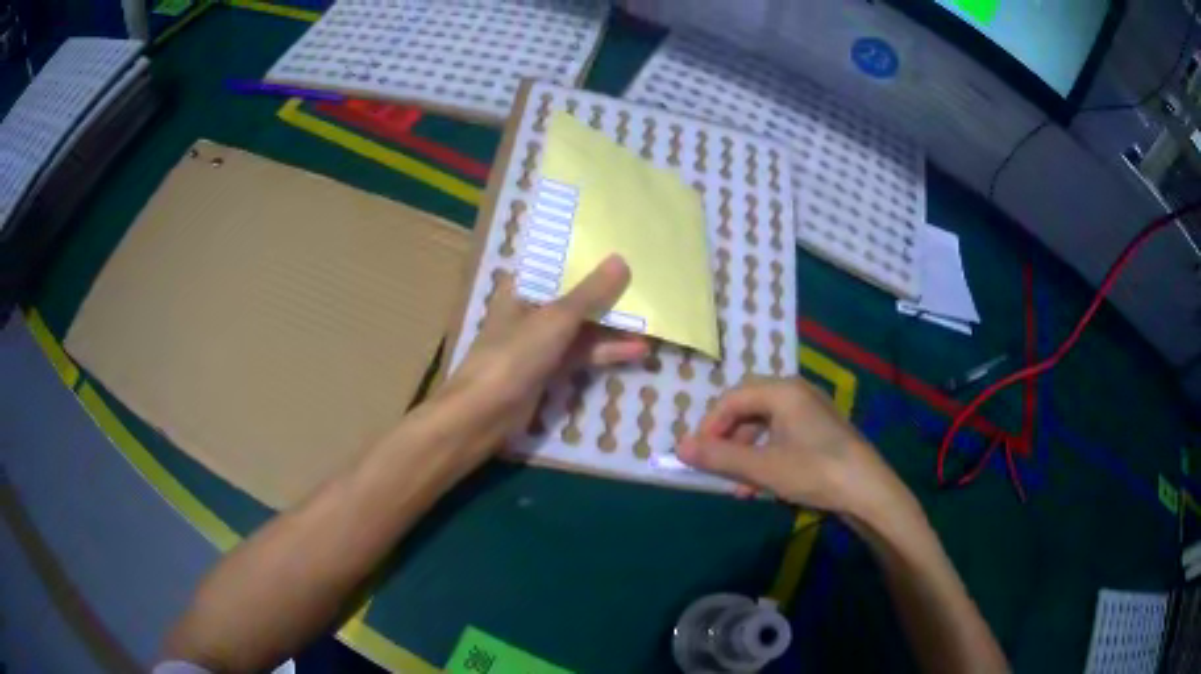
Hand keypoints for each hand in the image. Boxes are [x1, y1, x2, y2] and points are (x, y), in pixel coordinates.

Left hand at [432, 255, 648, 461]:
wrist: (484, 413)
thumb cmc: (514, 355)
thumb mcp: (556, 319)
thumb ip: (590, 293)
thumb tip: (621, 260)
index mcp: (522, 288)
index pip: (559, 266)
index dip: (588, 259)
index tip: (622, 251)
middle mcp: (531, 310)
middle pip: (575, 297)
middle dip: (608, 295)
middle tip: (647, 284)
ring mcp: (540, 342)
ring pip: (582, 328)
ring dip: (613, 327)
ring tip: (652, 321)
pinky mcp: (549, 369)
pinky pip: (582, 354)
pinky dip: (606, 352)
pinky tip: (637, 351)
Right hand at [678, 377, 908, 516]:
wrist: (869, 491)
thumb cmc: (815, 472)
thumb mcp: (763, 468)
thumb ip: (720, 456)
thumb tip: (679, 448)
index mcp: (783, 391)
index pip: (732, 398)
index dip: (709, 426)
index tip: (696, 455)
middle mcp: (797, 392)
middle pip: (748, 408)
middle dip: (728, 439)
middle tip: (715, 467)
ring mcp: (811, 410)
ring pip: (765, 424)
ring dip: (746, 452)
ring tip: (738, 486)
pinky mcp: (821, 429)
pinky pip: (782, 434)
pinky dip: (766, 455)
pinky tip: (762, 484)